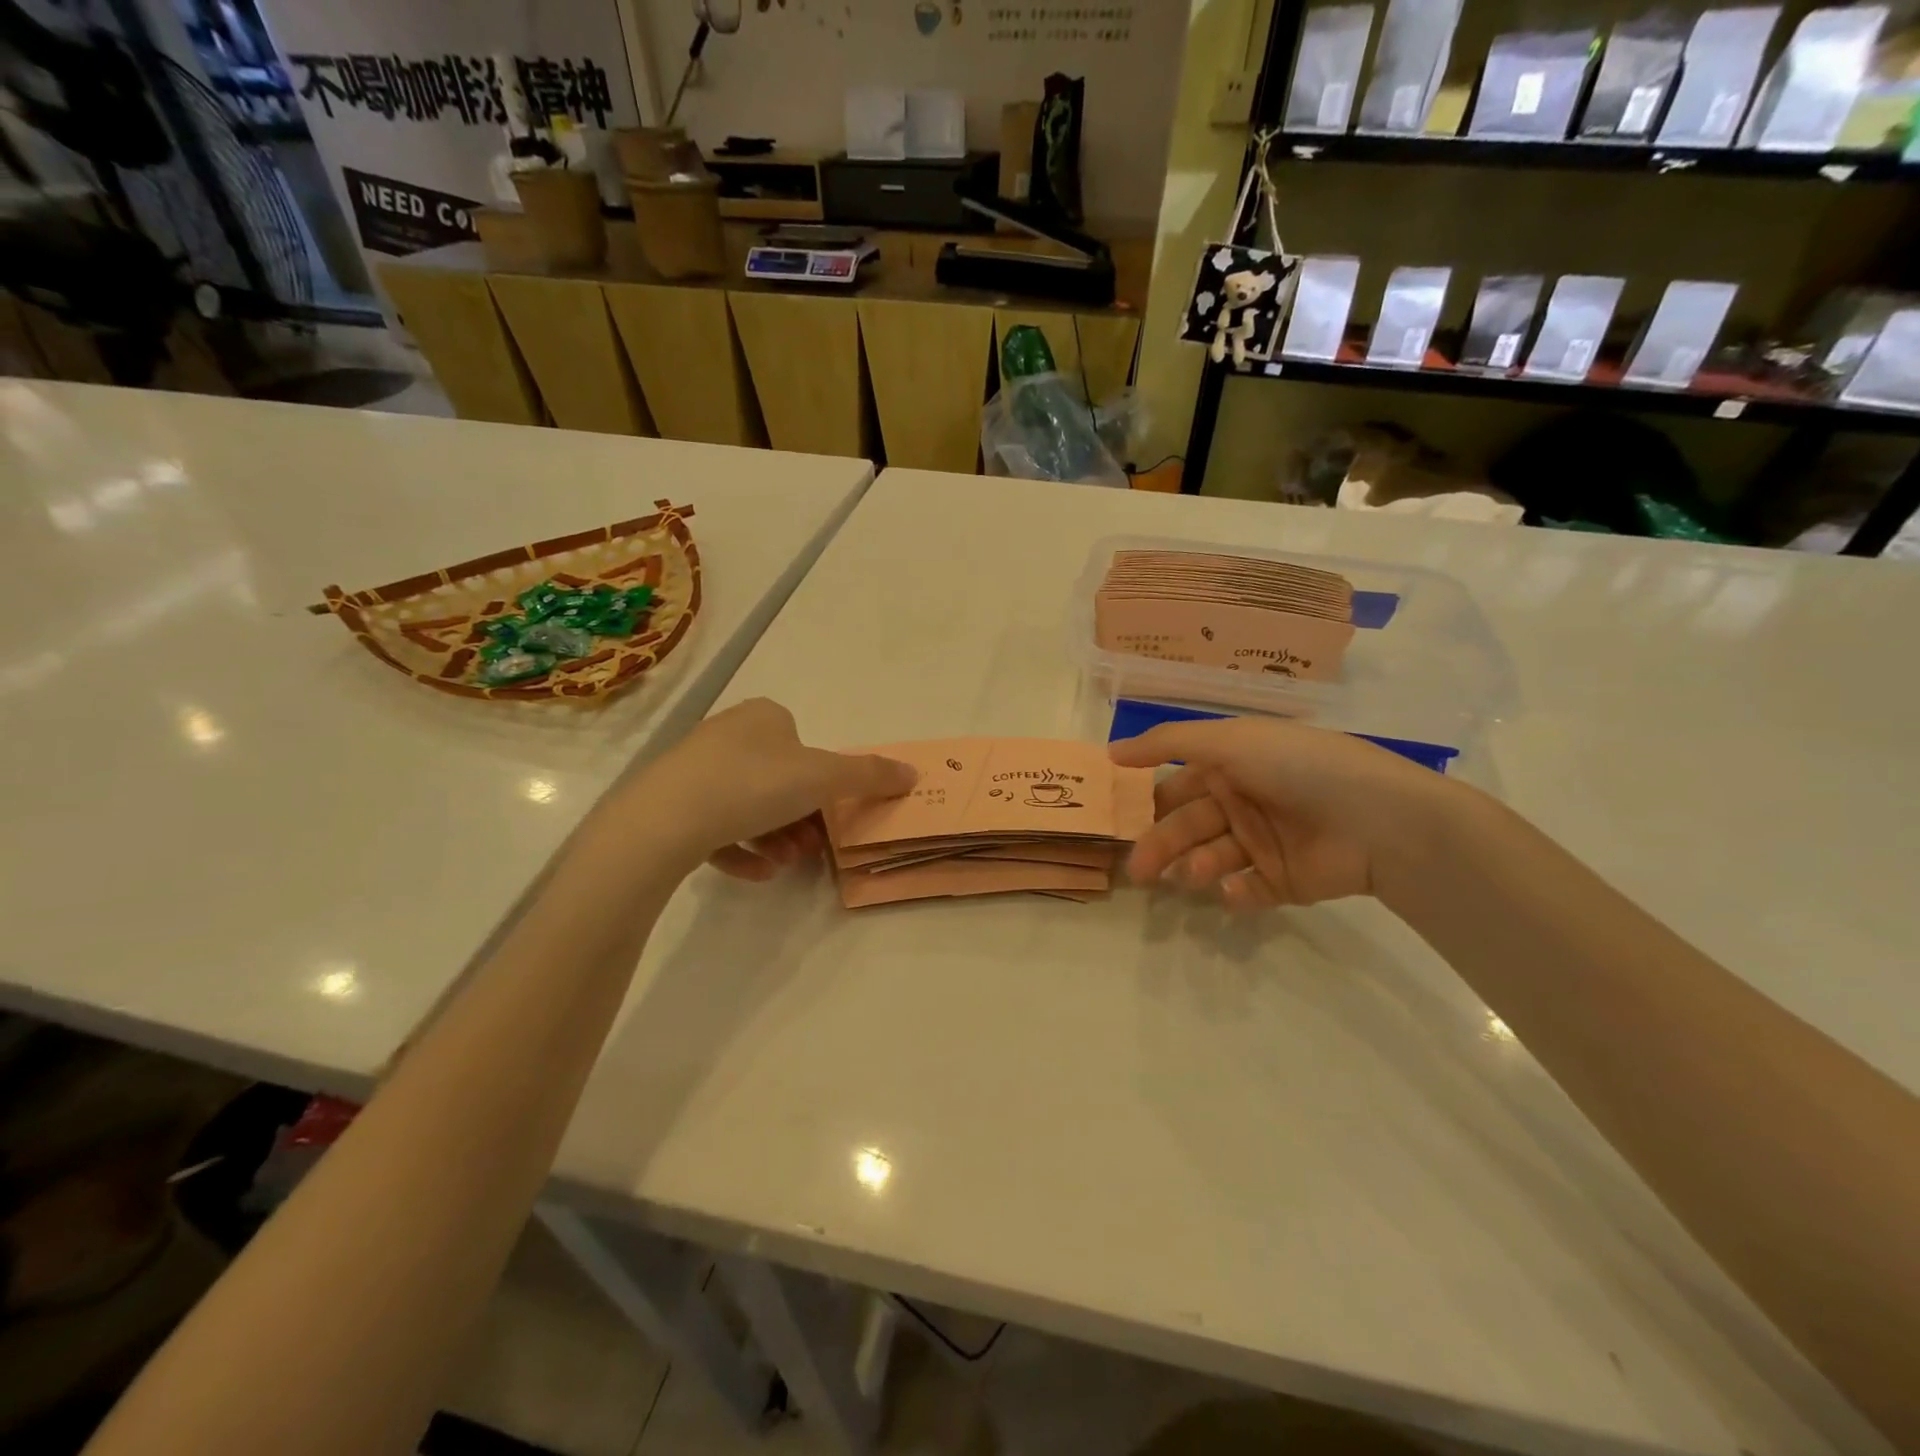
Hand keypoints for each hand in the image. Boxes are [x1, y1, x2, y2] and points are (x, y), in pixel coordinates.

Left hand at [629, 698, 914, 880]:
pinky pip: (715, 827)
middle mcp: (727, 734)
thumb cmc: (753, 785)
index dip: (822, 783)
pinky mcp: (670, 805)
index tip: (829, 816)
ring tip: (783, 865)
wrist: (664, 820)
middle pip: (779, 781)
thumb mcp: (823, 779)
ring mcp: (694, 770)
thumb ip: (869, 776)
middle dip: (800, 819)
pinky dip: (741, 850)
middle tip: (810, 849)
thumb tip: (912, 773)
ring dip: (775, 838)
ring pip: (749, 806)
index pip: (803, 745)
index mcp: (762, 717)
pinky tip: (755, 874)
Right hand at [1110, 716, 1456, 910]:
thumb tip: (1110, 752)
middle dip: (1160, 845)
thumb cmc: (1298, 768)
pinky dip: (1235, 893)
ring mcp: (1263, 843)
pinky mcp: (1283, 881)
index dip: (1147, 801)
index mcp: (1231, 766)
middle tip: (1139, 871)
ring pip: (1211, 859)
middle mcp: (1243, 802)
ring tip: (1194, 876)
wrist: (1380, 821)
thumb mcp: (1229, 740)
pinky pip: (1247, 890)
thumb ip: (1168, 743)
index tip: (1116, 820)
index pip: (1176, 785)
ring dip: (1196, 867)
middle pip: (1187, 826)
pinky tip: (1234, 891)